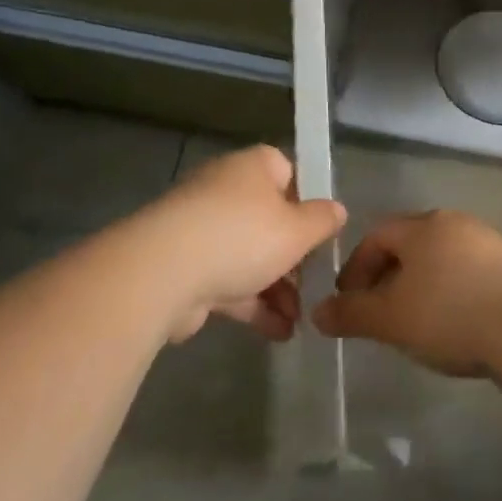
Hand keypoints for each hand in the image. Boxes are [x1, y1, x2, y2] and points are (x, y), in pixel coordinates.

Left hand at [122, 145, 344, 342]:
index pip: (287, 172)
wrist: (164, 273)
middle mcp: (225, 191)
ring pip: (250, 255)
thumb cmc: (243, 237)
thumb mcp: (298, 230)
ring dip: (277, 288)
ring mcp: (202, 230)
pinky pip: (228, 282)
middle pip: (269, 219)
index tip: (321, 231)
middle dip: (294, 256)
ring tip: (300, 319)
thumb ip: (323, 221)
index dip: (307, 200)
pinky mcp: (186, 267)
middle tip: (315, 282)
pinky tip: (279, 332)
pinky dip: (253, 305)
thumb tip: (337, 210)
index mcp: (253, 168)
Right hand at [312, 210, 501, 376]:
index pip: (377, 235)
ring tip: (413, 324)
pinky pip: (468, 276)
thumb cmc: (450, 313)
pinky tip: (453, 327)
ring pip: (441, 261)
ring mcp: (489, 244)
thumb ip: (352, 314)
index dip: (356, 266)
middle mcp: (456, 224)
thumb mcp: (391, 319)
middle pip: (411, 244)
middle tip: (377, 311)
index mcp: (423, 226)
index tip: (347, 300)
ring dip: (421, 287)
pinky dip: (451, 295)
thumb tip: (317, 313)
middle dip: (388, 276)